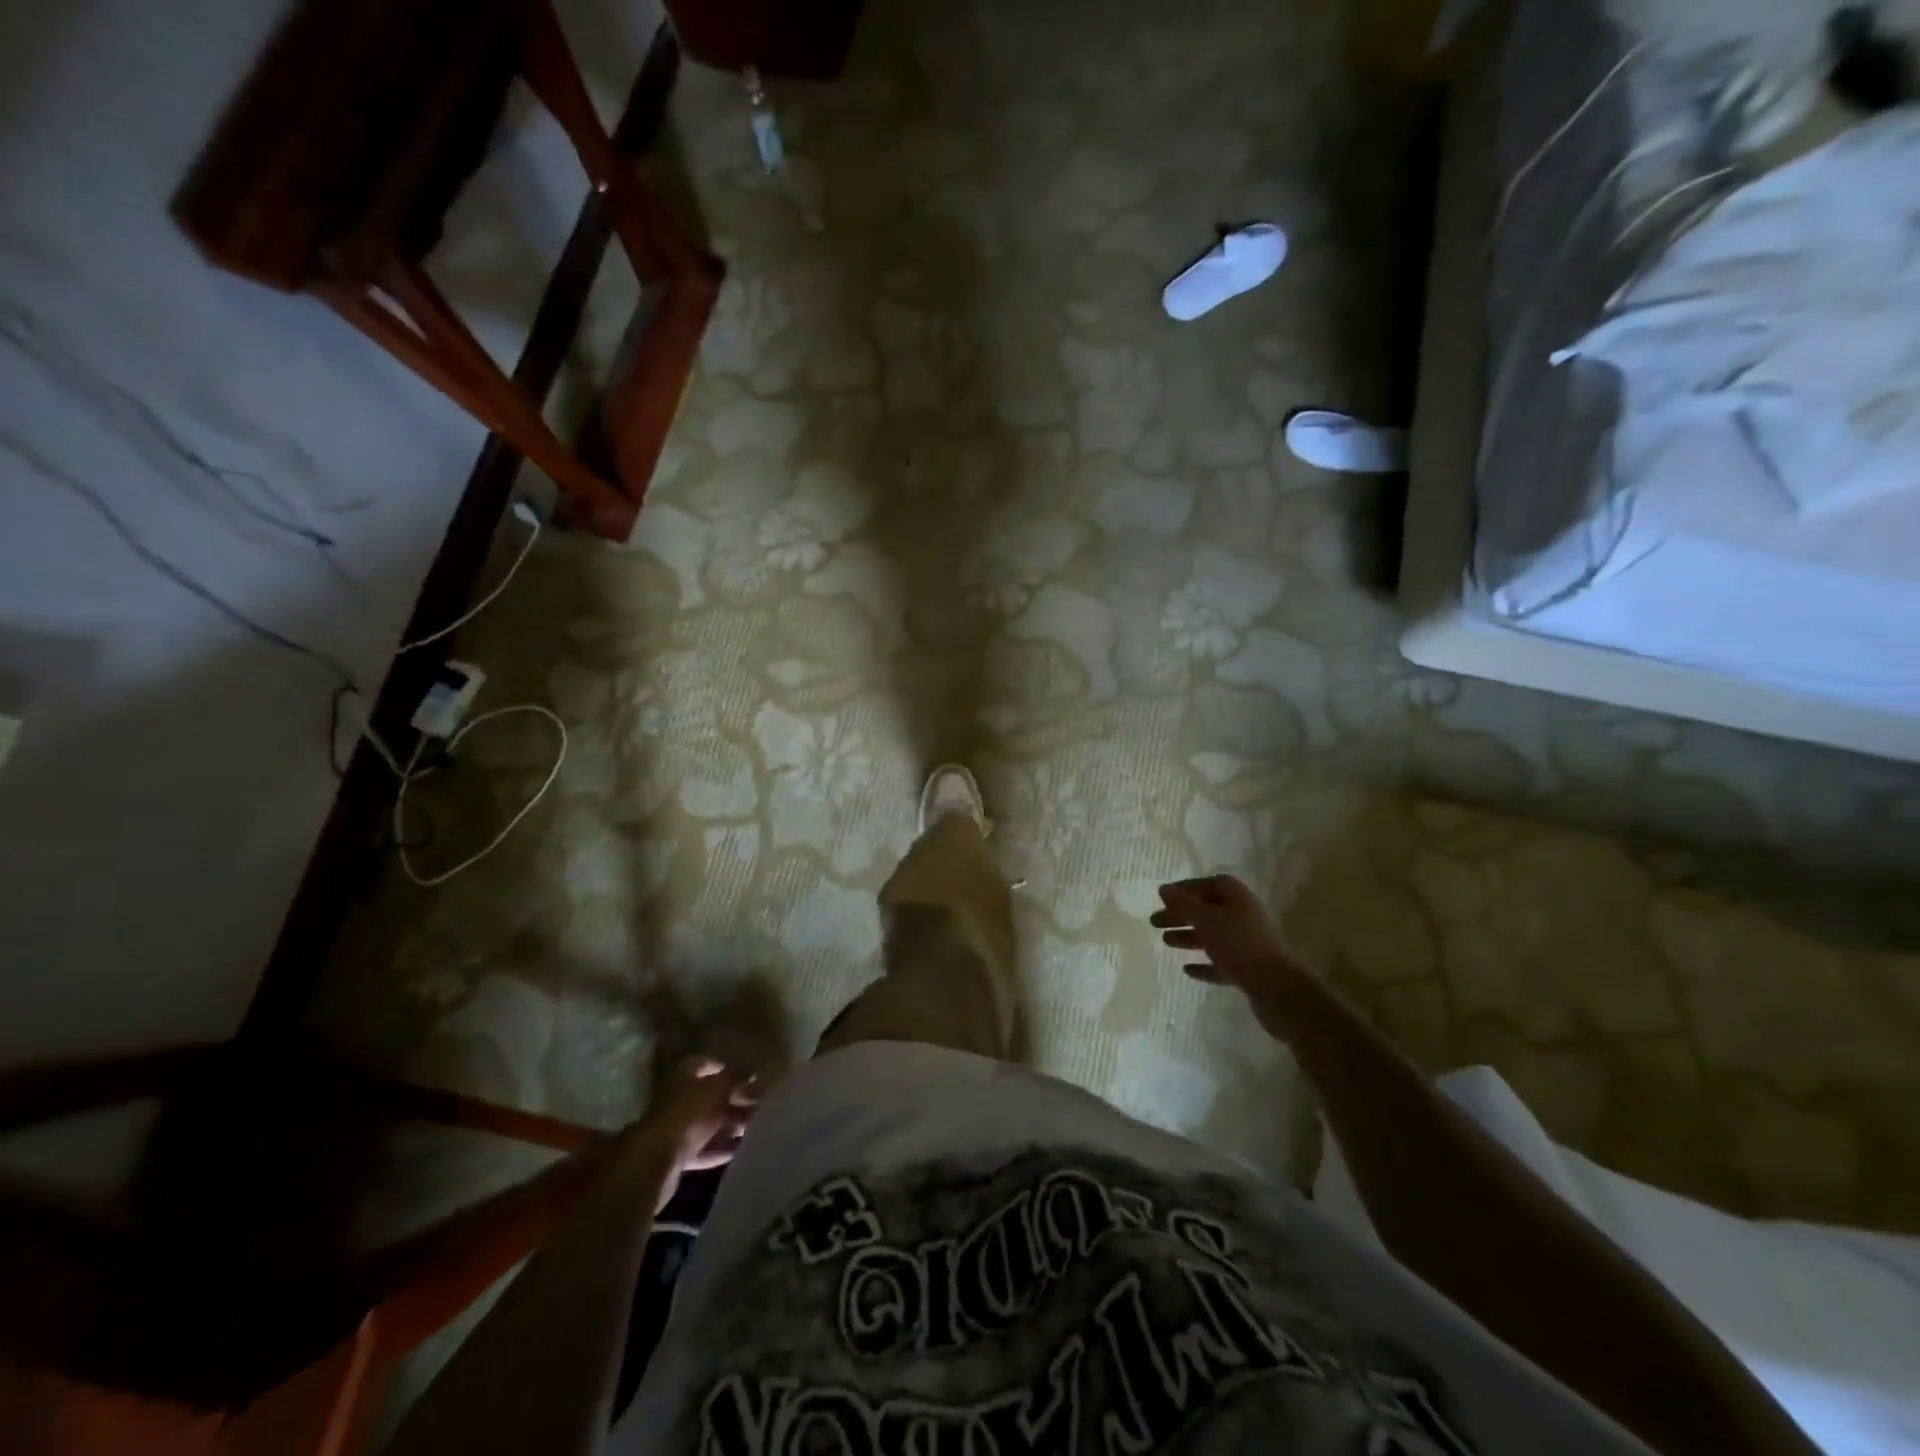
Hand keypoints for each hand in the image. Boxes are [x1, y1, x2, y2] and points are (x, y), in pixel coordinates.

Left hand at [633, 1057, 758, 1210]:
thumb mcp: (718, 1089)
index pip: (707, 1064)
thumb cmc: (688, 1112)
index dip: (727, 1068)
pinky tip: (741, 1150)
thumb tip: (756, 1073)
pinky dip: (720, 1148)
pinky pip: (703, 1148)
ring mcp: (675, 1127)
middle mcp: (677, 1097)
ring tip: (755, 1127)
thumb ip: (737, 1080)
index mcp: (684, 1074)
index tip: (749, 1076)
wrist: (655, 1160)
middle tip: (760, 1105)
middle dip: (734, 1100)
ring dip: (729, 1125)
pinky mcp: (676, 1155)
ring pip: (708, 1123)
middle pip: (709, 1096)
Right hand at [1151, 875, 1300, 994]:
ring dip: (1190, 937)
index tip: (1164, 897)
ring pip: (1213, 936)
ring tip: (1166, 942)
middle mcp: (1245, 916)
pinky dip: (1204, 964)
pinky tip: (1187, 970)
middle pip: (1209, 910)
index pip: (1211, 884)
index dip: (1187, 888)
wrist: (1276, 989)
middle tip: (1155, 922)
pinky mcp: (1248, 969)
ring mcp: (1248, 944)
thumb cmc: (1239, 945)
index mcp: (1238, 898)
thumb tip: (1164, 889)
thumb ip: (1183, 904)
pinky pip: (1221, 962)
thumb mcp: (1206, 920)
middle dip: (1182, 914)